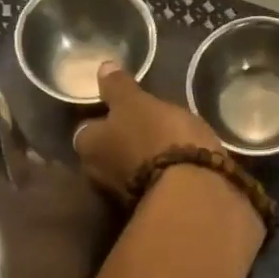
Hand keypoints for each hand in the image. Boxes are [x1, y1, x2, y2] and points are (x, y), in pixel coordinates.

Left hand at [73, 61, 223, 198]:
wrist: (192, 191)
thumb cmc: (157, 137)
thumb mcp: (137, 102)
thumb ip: (118, 87)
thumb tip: (102, 68)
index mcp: (88, 146)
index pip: (87, 128)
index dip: (103, 117)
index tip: (121, 108)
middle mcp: (97, 175)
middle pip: (106, 152)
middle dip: (121, 141)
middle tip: (144, 124)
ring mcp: (122, 197)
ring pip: (129, 170)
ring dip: (142, 160)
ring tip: (165, 144)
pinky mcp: (151, 209)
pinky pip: (152, 185)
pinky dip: (160, 175)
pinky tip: (178, 165)